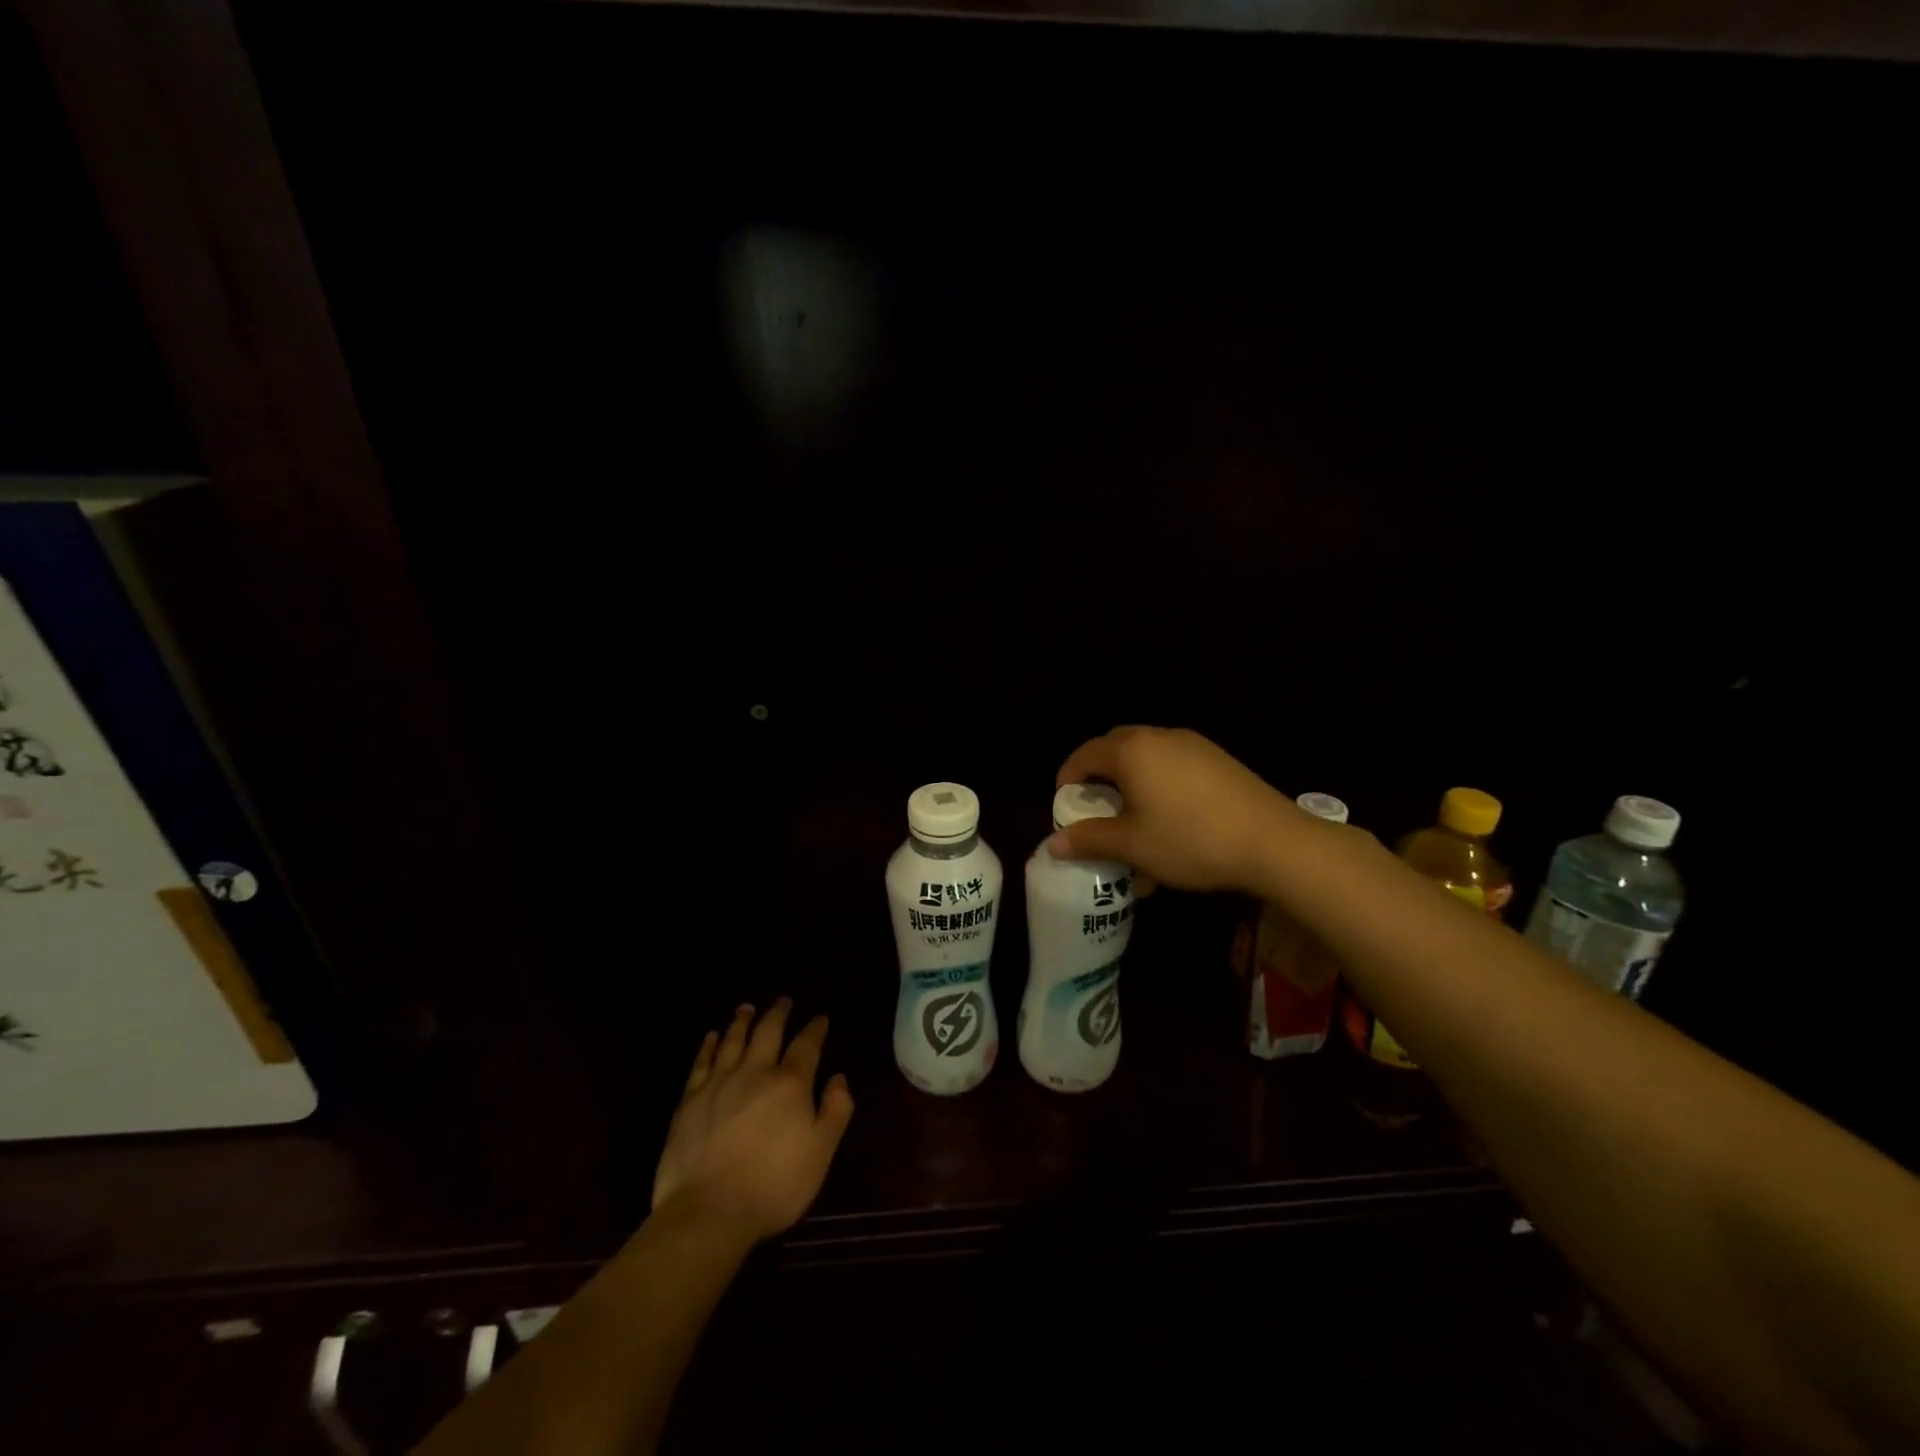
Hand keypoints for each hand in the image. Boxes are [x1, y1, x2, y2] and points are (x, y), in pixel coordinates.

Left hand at [651, 1000, 853, 1243]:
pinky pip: (701, 1062)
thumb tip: (838, 1078)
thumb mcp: (820, 1153)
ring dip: (742, 1021)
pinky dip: (708, 1045)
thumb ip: (835, 1111)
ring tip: (747, 1008)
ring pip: (733, 1040)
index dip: (815, 1029)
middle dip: (778, 1014)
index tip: (820, 1018)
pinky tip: (712, 1037)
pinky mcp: (690, 1100)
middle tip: (783, 1001)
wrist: (708, 1211)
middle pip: (768, 1032)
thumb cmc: (773, 1186)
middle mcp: (755, 1072)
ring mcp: (719, 1083)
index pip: (806, 1045)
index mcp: (790, 1084)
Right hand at [1048, 726, 1297, 894]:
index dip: (1068, 777)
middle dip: (1099, 775)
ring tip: (1132, 816)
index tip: (1065, 804)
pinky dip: (1158, 783)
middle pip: (1115, 748)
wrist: (1273, 842)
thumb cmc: (1190, 840)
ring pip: (1147, 756)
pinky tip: (1169, 818)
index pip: (1085, 754)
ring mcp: (1193, 745)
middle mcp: (1159, 737)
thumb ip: (1090, 840)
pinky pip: (1173, 764)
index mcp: (1132, 751)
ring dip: (1130, 781)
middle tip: (1095, 806)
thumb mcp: (1133, 845)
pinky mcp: (1218, 759)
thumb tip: (1053, 844)